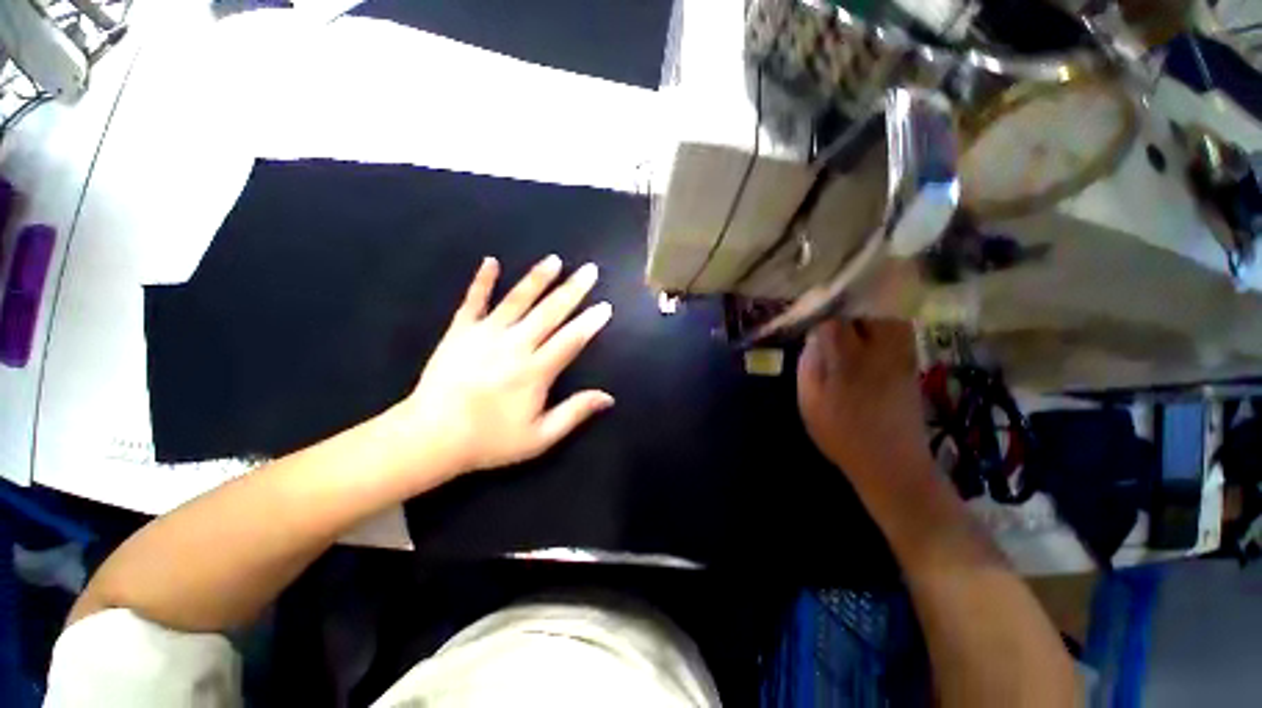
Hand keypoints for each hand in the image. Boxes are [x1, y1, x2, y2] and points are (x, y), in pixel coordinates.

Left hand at [387, 255, 613, 480]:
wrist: (431, 437)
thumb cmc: (490, 440)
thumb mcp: (539, 438)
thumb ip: (574, 413)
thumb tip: (608, 397)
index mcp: (535, 371)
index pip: (571, 340)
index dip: (590, 322)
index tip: (605, 306)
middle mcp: (514, 345)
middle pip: (549, 312)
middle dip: (573, 290)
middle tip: (590, 270)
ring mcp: (484, 334)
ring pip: (516, 300)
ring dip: (537, 278)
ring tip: (554, 259)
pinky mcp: (459, 331)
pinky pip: (472, 301)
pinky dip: (482, 281)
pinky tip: (491, 261)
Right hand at [797, 319, 931, 486]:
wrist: (892, 464)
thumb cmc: (842, 435)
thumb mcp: (810, 403)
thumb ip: (809, 366)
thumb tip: (812, 339)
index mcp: (848, 361)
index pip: (834, 322)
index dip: (820, 315)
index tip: (810, 320)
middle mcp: (878, 352)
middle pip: (867, 312)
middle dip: (847, 311)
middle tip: (832, 322)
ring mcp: (901, 358)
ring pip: (888, 318)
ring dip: (869, 316)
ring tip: (852, 328)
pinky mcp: (912, 366)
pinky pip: (901, 333)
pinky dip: (885, 328)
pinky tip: (870, 342)